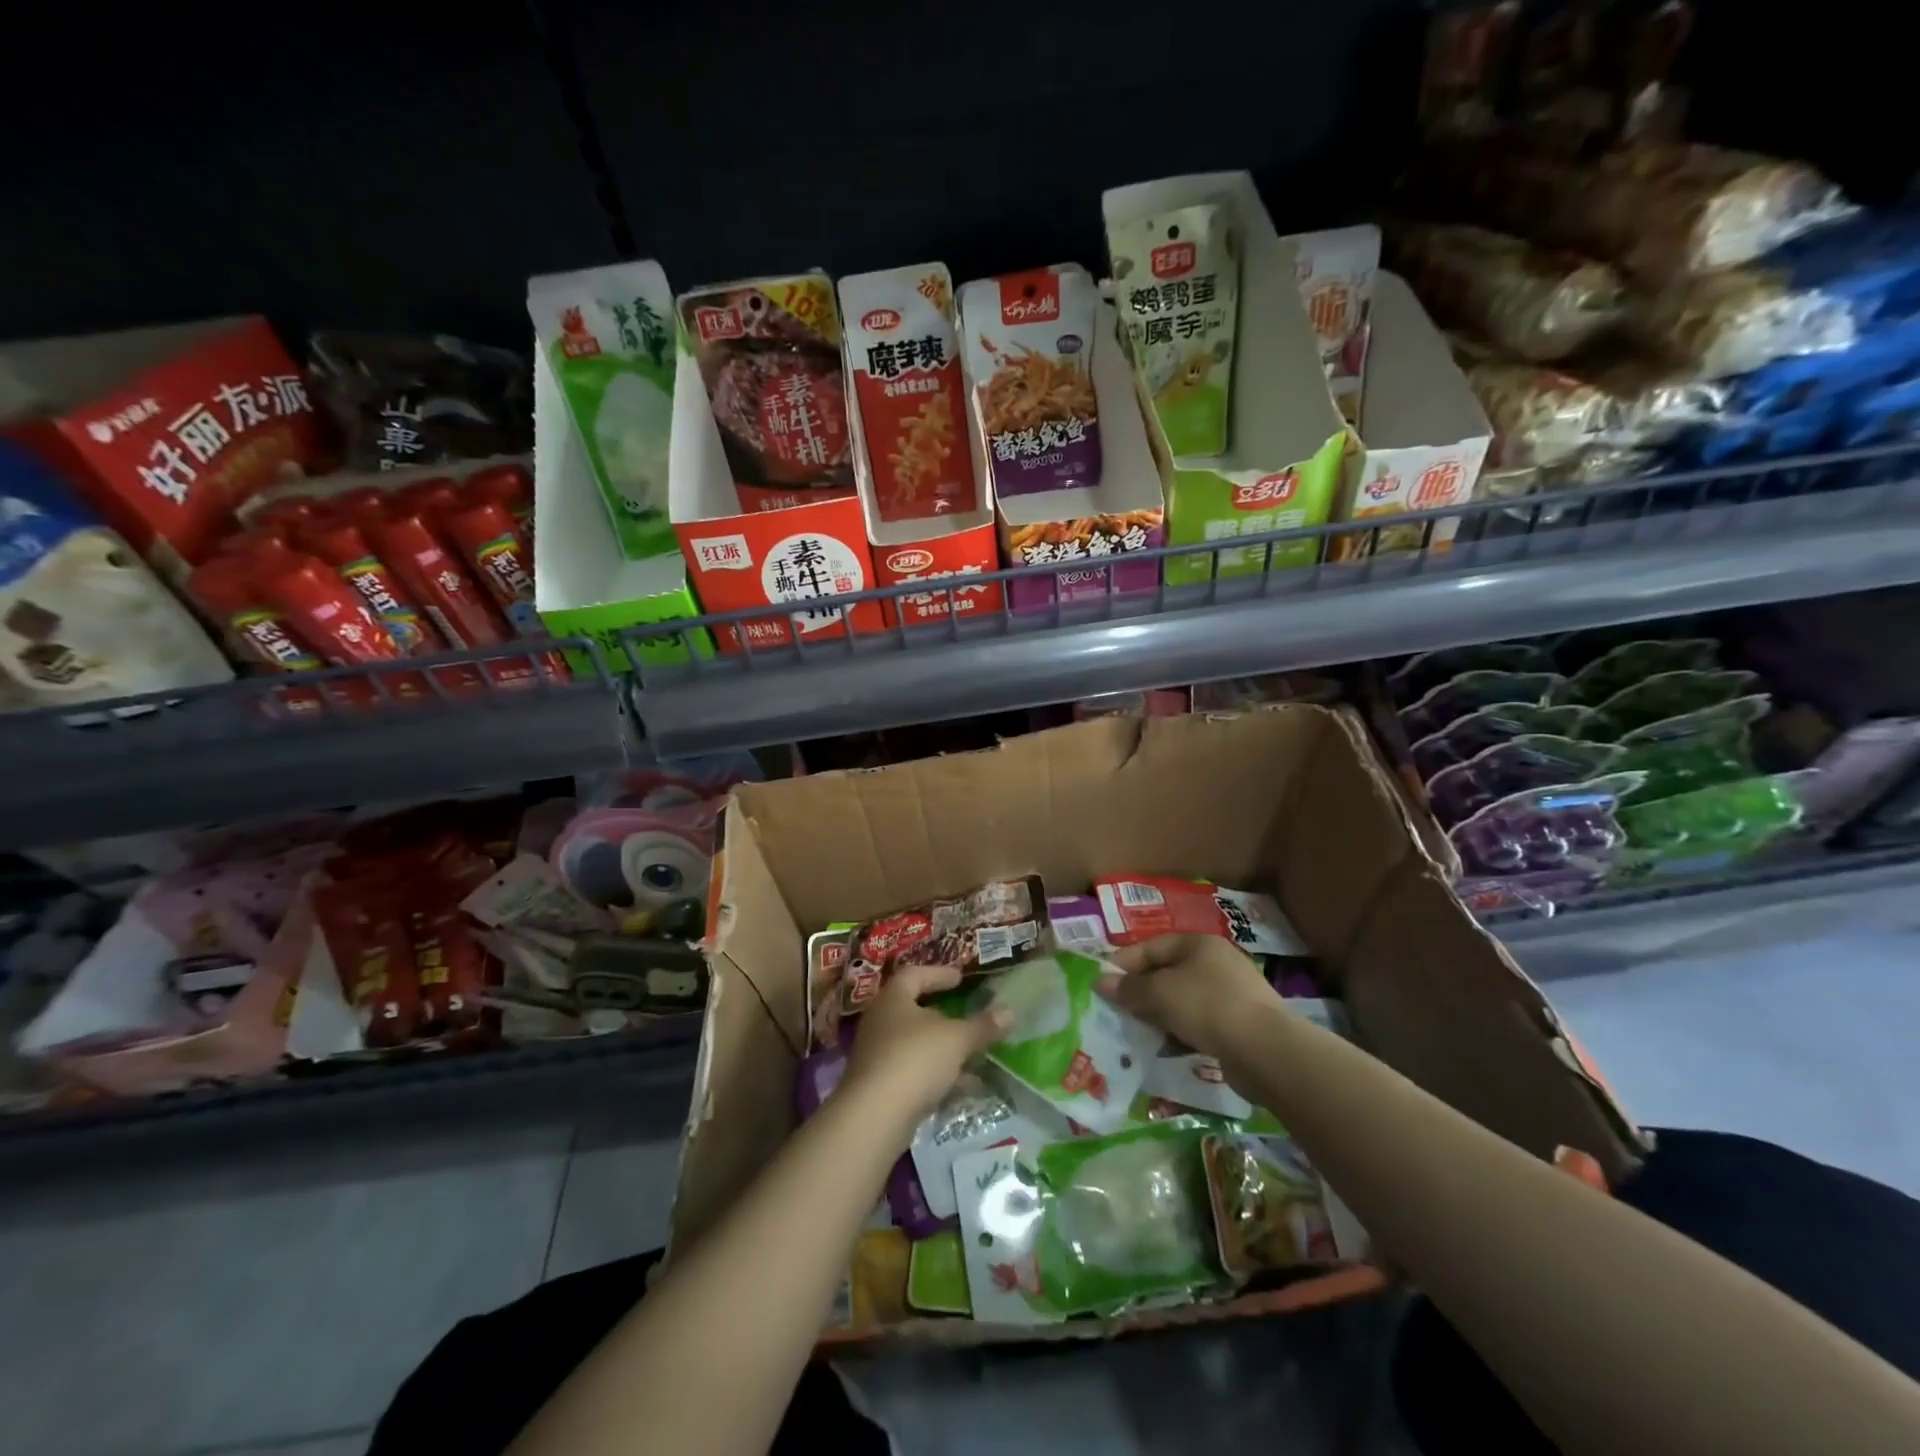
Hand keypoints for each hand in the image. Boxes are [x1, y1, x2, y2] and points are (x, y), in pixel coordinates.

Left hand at [841, 964, 1011, 1124]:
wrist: (874, 1117)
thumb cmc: (915, 1059)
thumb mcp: (957, 1039)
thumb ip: (982, 1025)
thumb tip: (1010, 1011)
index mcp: (894, 998)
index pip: (915, 974)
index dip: (939, 974)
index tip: (960, 978)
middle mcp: (881, 1021)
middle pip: (914, 1011)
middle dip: (943, 1016)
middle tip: (967, 1017)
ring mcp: (878, 1055)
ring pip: (916, 1044)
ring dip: (943, 1049)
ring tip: (973, 1055)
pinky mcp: (880, 1087)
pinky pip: (914, 1072)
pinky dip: (938, 1075)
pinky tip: (963, 1087)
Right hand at [1096, 933, 1275, 1054]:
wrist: (1265, 1049)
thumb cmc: (1206, 1006)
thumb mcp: (1159, 993)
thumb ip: (1129, 988)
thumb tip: (1102, 982)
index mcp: (1198, 943)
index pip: (1151, 947)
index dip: (1123, 964)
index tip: (1101, 983)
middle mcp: (1216, 961)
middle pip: (1167, 973)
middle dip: (1141, 992)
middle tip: (1117, 1011)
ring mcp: (1232, 992)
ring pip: (1183, 999)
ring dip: (1160, 1015)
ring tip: (1139, 1033)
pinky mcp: (1241, 1023)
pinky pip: (1201, 1022)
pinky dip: (1182, 1031)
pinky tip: (1169, 1048)